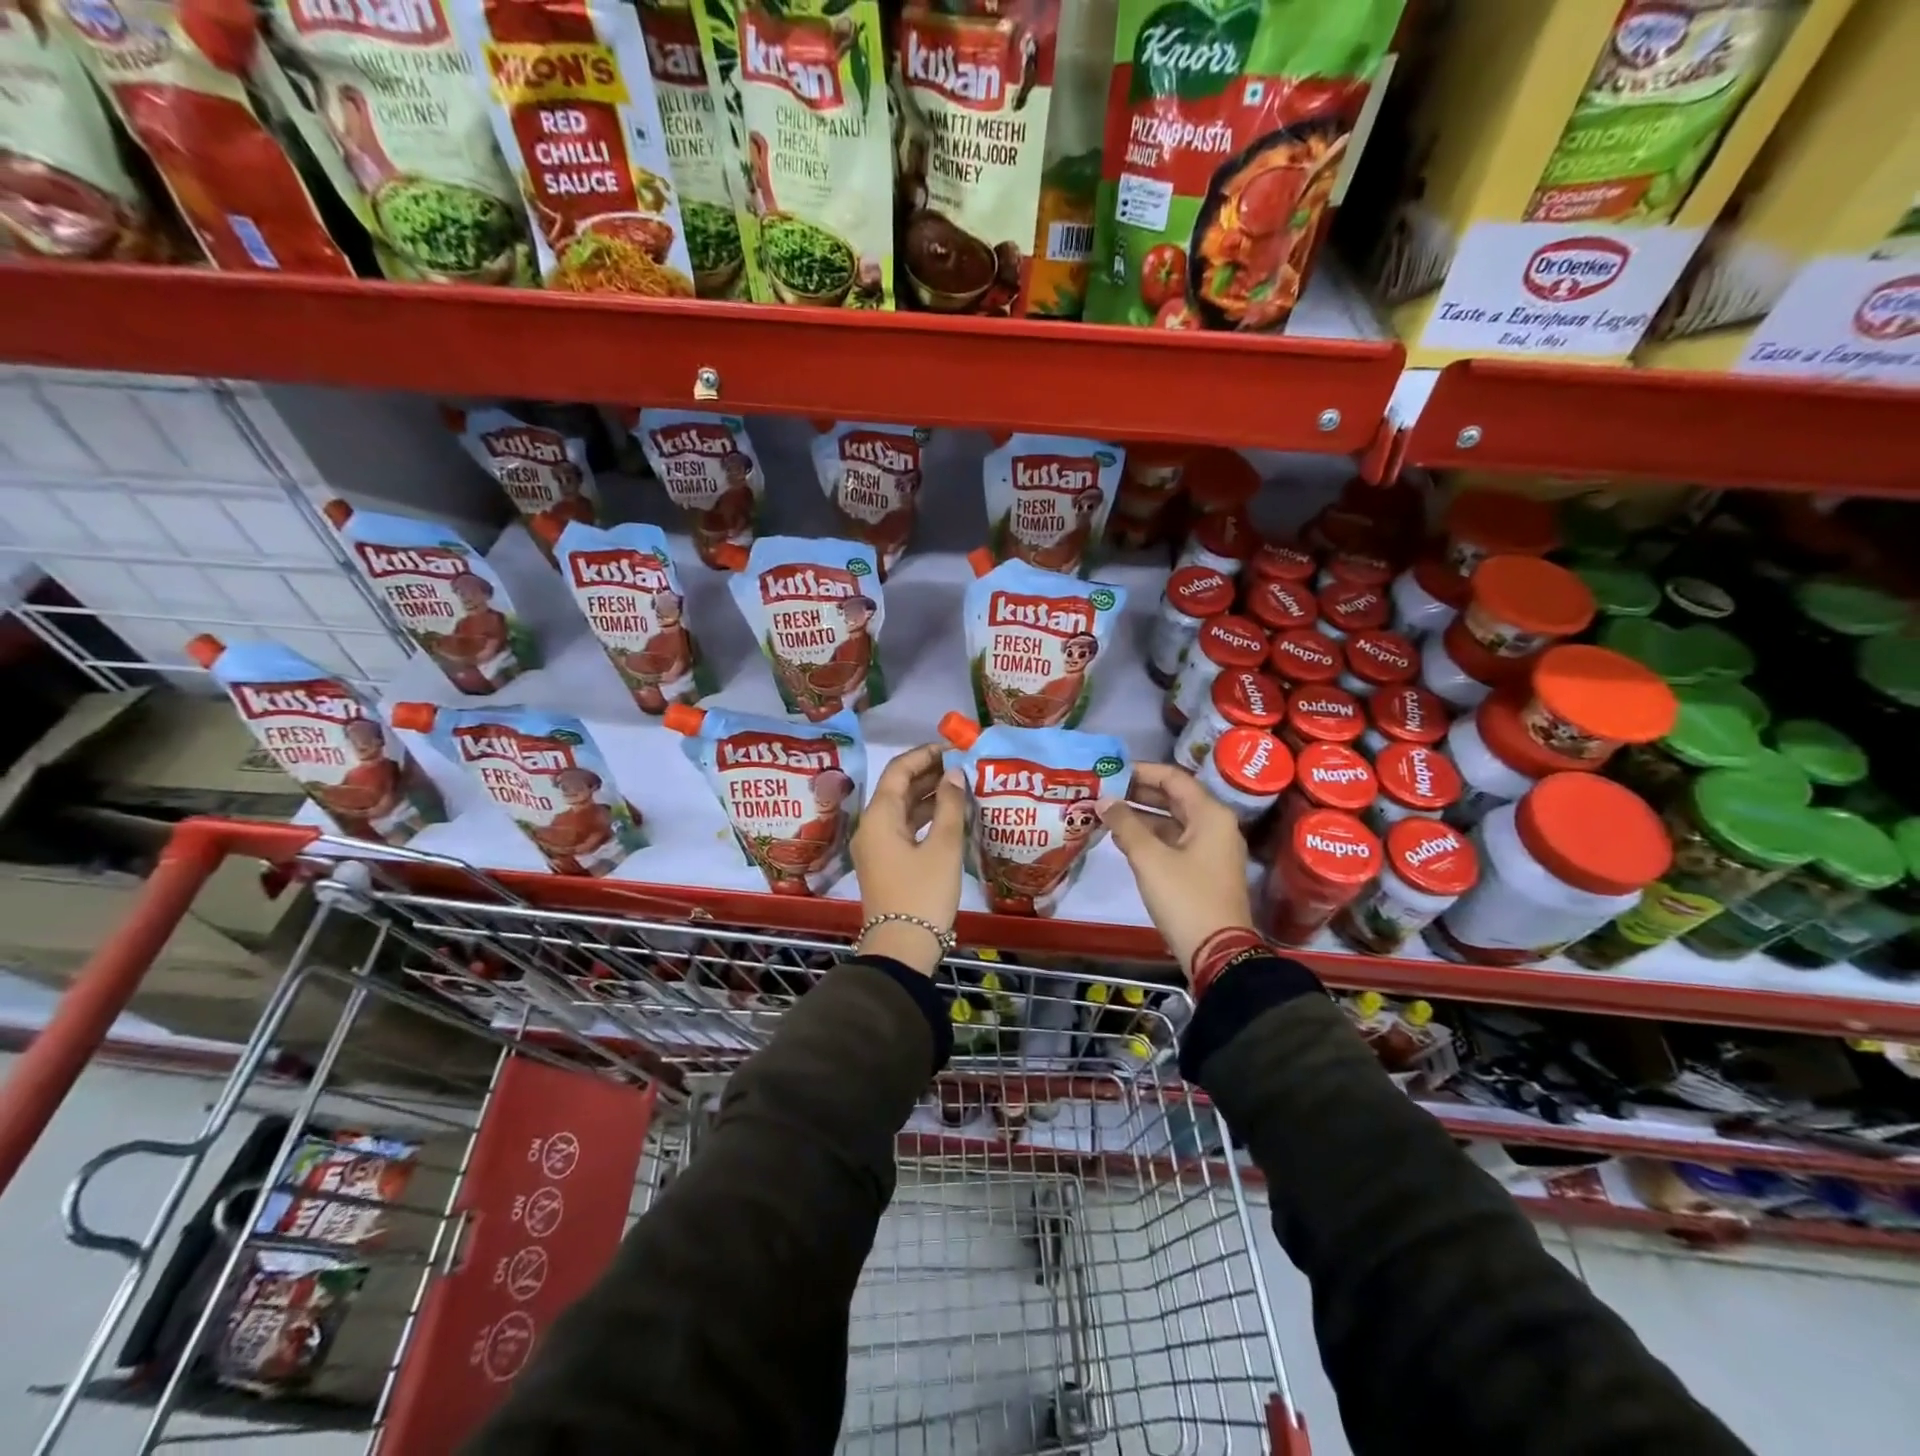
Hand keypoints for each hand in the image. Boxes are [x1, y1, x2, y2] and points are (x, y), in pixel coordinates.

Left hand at [851, 743, 967, 974]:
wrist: (901, 947)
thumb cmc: (923, 893)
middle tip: (960, 765)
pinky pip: (903, 828)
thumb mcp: (943, 847)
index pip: (898, 770)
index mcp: (879, 816)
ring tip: (960, 785)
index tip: (952, 747)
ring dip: (927, 795)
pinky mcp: (885, 863)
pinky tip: (948, 815)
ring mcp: (876, 846)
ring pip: (901, 809)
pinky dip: (924, 817)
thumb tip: (954, 774)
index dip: (924, 755)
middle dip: (927, 773)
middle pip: (897, 788)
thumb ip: (949, 805)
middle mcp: (871, 826)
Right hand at [1098, 762, 1254, 975]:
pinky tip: (1121, 839)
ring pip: (1172, 821)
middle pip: (1174, 798)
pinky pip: (1174, 841)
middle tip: (1103, 790)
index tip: (1110, 771)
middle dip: (1138, 793)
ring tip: (1105, 812)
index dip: (1141, 771)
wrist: (1217, 952)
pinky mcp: (1203, 870)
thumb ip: (1125, 824)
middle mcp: (1215, 825)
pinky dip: (1150, 837)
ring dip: (1141, 816)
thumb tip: (1104, 800)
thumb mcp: (1150, 859)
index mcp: (1210, 814)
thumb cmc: (1185, 897)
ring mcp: (1211, 849)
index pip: (1173, 778)